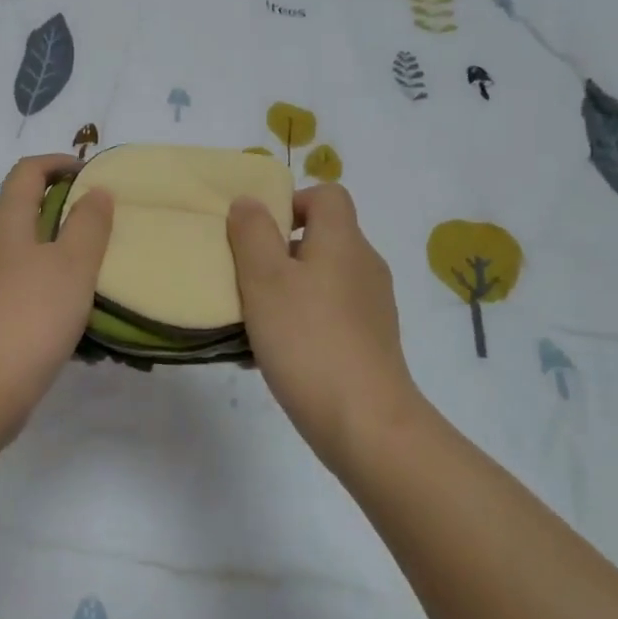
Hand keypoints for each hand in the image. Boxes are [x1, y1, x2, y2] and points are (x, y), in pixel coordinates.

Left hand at [0, 154, 112, 438]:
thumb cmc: (30, 315)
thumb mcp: (72, 264)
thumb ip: (89, 224)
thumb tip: (94, 192)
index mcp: (4, 221)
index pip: (28, 171)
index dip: (59, 163)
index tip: (92, 175)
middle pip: (24, 210)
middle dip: (64, 211)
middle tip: (103, 227)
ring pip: (24, 253)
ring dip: (58, 255)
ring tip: (96, 275)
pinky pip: (20, 288)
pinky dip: (47, 289)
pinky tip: (73, 319)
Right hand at [227, 184, 420, 472]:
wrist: (365, 423)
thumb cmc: (307, 339)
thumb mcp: (264, 279)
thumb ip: (252, 233)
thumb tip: (249, 201)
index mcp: (343, 242)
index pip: (328, 195)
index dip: (292, 201)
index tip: (259, 231)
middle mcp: (364, 266)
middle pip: (322, 237)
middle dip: (280, 251)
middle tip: (246, 275)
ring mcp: (372, 307)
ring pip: (322, 279)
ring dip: (287, 289)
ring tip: (254, 319)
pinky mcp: (371, 342)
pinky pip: (330, 314)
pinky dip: (303, 320)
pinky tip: (275, 352)